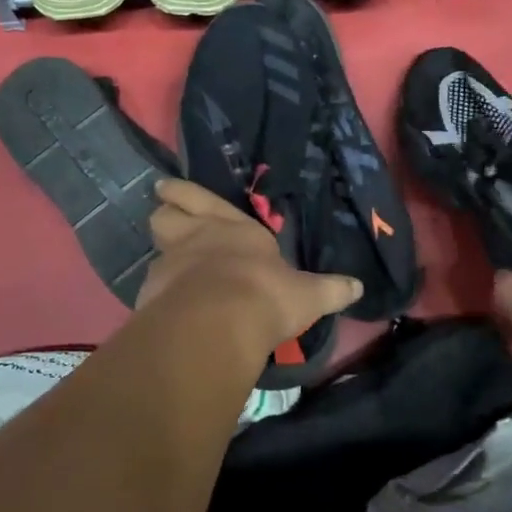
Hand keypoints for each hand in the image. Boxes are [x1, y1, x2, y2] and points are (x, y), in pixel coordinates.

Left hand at [138, 179, 361, 356]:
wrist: (219, 324)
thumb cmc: (267, 295)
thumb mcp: (308, 295)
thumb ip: (330, 290)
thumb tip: (358, 287)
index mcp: (234, 227)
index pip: (202, 199)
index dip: (183, 193)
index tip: (166, 188)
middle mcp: (197, 237)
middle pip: (166, 215)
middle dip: (166, 213)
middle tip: (164, 213)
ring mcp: (171, 264)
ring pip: (156, 247)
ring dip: (162, 252)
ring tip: (169, 264)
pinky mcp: (153, 294)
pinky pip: (153, 285)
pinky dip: (159, 291)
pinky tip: (168, 305)